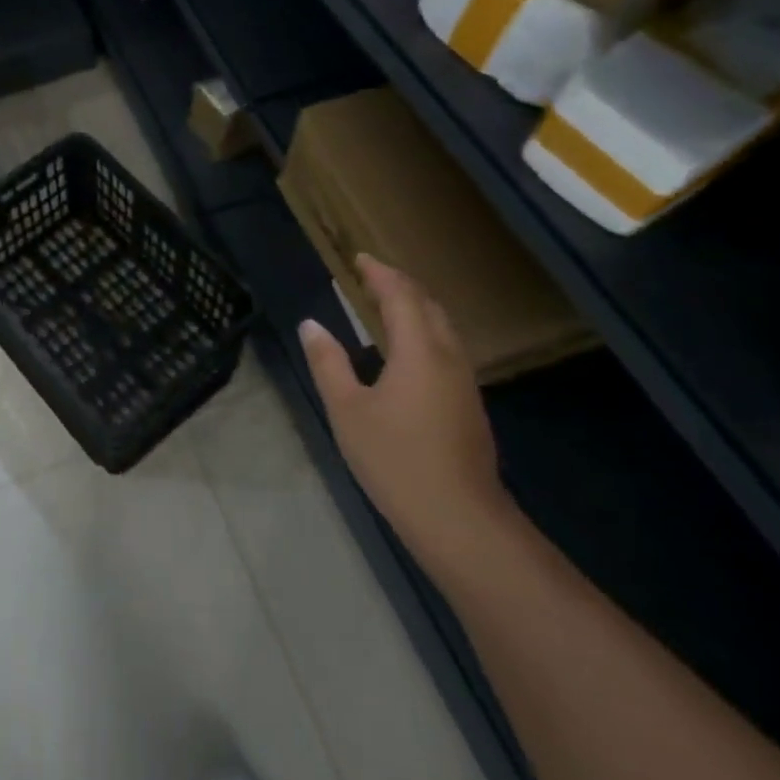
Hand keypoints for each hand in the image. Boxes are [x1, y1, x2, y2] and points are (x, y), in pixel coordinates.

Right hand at [299, 255, 514, 571]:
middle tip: (371, 277)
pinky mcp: (468, 405)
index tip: (360, 259)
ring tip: (386, 305)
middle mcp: (448, 357)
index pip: (402, 296)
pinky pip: (446, 349)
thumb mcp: (347, 410)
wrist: (460, 520)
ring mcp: (464, 383)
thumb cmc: (396, 460)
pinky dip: (424, 332)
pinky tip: (406, 351)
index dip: (381, 274)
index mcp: (419, 351)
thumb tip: (311, 325)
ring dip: (416, 308)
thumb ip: (328, 363)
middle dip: (401, 285)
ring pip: (443, 328)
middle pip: (429, 306)